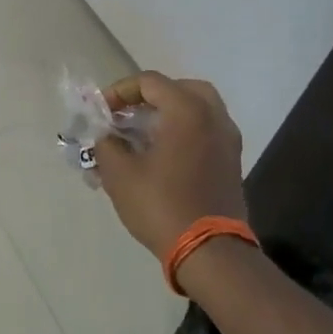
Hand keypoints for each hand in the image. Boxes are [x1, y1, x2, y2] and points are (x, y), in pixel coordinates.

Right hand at [92, 72, 248, 259]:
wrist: (209, 251)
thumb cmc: (161, 205)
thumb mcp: (119, 174)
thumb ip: (107, 144)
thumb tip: (106, 136)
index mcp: (187, 111)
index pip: (150, 82)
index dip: (120, 91)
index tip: (101, 112)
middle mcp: (213, 117)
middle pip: (180, 89)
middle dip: (150, 97)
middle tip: (128, 115)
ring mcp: (227, 140)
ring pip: (197, 109)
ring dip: (168, 114)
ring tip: (142, 135)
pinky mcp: (231, 162)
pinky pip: (206, 130)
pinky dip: (184, 131)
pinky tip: (162, 154)